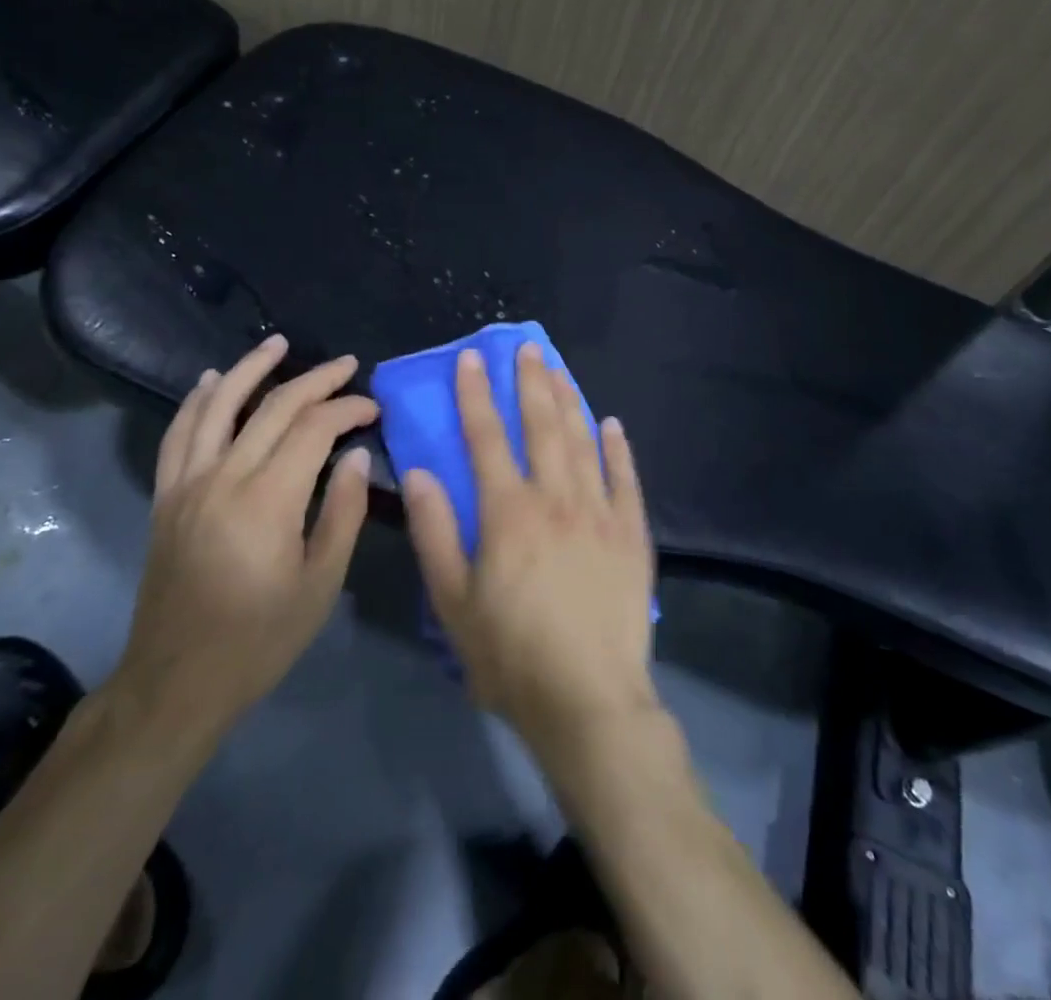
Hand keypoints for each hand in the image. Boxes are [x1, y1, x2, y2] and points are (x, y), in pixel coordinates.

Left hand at [112, 335, 378, 747]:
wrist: (177, 681)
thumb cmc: (260, 639)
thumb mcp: (320, 584)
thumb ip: (342, 512)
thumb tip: (354, 456)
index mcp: (268, 499)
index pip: (313, 429)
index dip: (347, 409)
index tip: (373, 410)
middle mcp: (224, 477)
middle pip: (272, 408)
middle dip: (315, 380)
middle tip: (346, 365)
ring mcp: (188, 484)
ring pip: (218, 406)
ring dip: (250, 368)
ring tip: (278, 343)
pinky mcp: (167, 497)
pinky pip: (179, 435)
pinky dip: (196, 402)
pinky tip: (210, 381)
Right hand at [402, 342, 659, 763]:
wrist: (590, 702)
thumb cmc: (511, 656)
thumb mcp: (453, 602)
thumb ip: (434, 532)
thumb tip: (418, 472)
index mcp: (507, 512)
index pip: (485, 438)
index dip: (476, 395)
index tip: (472, 359)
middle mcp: (555, 498)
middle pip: (540, 426)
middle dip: (529, 382)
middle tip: (525, 347)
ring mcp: (599, 513)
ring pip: (582, 441)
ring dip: (569, 401)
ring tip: (559, 369)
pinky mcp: (632, 535)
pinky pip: (625, 480)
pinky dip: (617, 449)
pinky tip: (611, 424)